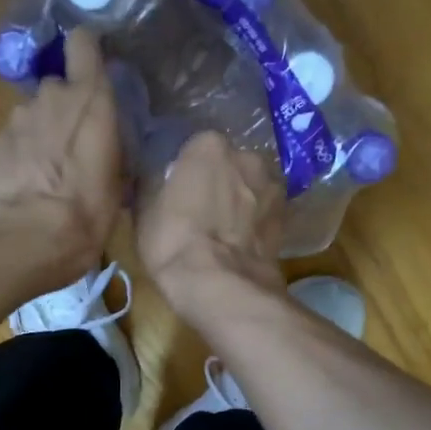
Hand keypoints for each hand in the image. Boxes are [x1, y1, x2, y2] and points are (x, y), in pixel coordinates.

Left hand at [0, 29, 123, 273]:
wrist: (28, 238)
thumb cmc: (87, 212)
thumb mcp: (119, 182)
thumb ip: (113, 145)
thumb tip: (109, 140)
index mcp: (91, 100)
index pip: (84, 43)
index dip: (87, 49)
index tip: (93, 64)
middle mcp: (52, 96)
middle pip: (59, 88)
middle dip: (65, 109)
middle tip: (75, 145)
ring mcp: (18, 117)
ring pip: (35, 115)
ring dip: (42, 133)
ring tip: (49, 172)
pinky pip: (15, 138)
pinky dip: (21, 153)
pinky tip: (27, 183)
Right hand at [136, 130, 286, 324]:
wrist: (219, 284)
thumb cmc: (173, 241)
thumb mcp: (144, 209)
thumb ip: (153, 183)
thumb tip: (156, 178)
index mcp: (208, 145)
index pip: (193, 149)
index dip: (184, 173)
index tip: (176, 192)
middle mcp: (246, 156)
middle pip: (227, 166)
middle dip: (217, 183)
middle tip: (200, 211)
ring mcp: (272, 186)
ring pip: (249, 188)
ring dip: (239, 201)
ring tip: (223, 231)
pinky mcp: (286, 218)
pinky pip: (262, 213)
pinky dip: (253, 223)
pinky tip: (239, 243)